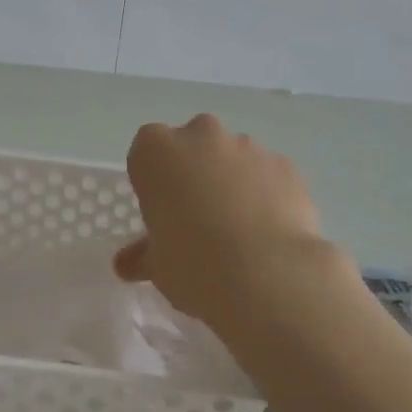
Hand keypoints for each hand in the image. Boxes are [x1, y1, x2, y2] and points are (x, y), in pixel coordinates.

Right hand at [113, 114, 330, 324]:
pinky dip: (266, 193)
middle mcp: (201, 136)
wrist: (267, 275)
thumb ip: (142, 255)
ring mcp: (248, 147)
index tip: (161, 209)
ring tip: (239, 229)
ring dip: (232, 180)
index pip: (146, 150)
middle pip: (193, 143)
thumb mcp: (156, 266)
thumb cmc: (193, 264)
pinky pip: (268, 175)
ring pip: (234, 157)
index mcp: (157, 152)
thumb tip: (127, 264)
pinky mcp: (285, 165)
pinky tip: (269, 231)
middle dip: (195, 170)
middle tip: (198, 216)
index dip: (154, 178)